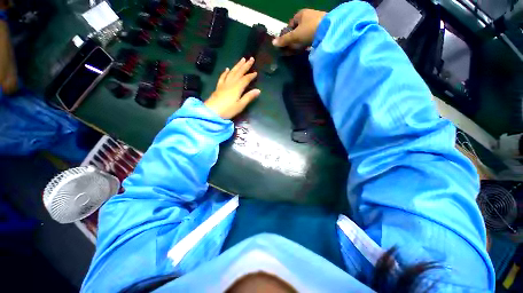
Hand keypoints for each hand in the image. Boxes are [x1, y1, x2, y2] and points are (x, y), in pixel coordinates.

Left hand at [204, 57, 259, 118]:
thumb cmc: (228, 110)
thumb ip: (249, 97)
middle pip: (239, 72)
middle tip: (251, 59)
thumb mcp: (240, 105)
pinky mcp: (218, 87)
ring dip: (237, 66)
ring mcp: (224, 84)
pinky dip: (225, 72)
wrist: (211, 112)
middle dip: (245, 66)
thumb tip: (258, 90)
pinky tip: (227, 68)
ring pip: (231, 72)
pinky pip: (222, 77)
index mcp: (237, 88)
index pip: (245, 79)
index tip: (256, 72)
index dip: (251, 76)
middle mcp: (231, 83)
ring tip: (242, 59)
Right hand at [272, 9, 326, 48]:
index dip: (287, 33)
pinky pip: (311, 36)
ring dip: (300, 42)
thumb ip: (284, 40)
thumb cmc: (309, 30)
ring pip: (304, 34)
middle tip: (291, 49)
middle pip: (298, 29)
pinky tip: (306, 49)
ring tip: (298, 50)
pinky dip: (307, 42)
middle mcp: (308, 16)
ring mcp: (316, 22)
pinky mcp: (322, 29)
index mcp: (301, 14)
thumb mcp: (295, 36)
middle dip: (294, 39)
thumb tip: (273, 43)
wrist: (329, 30)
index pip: (291, 24)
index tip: (286, 43)